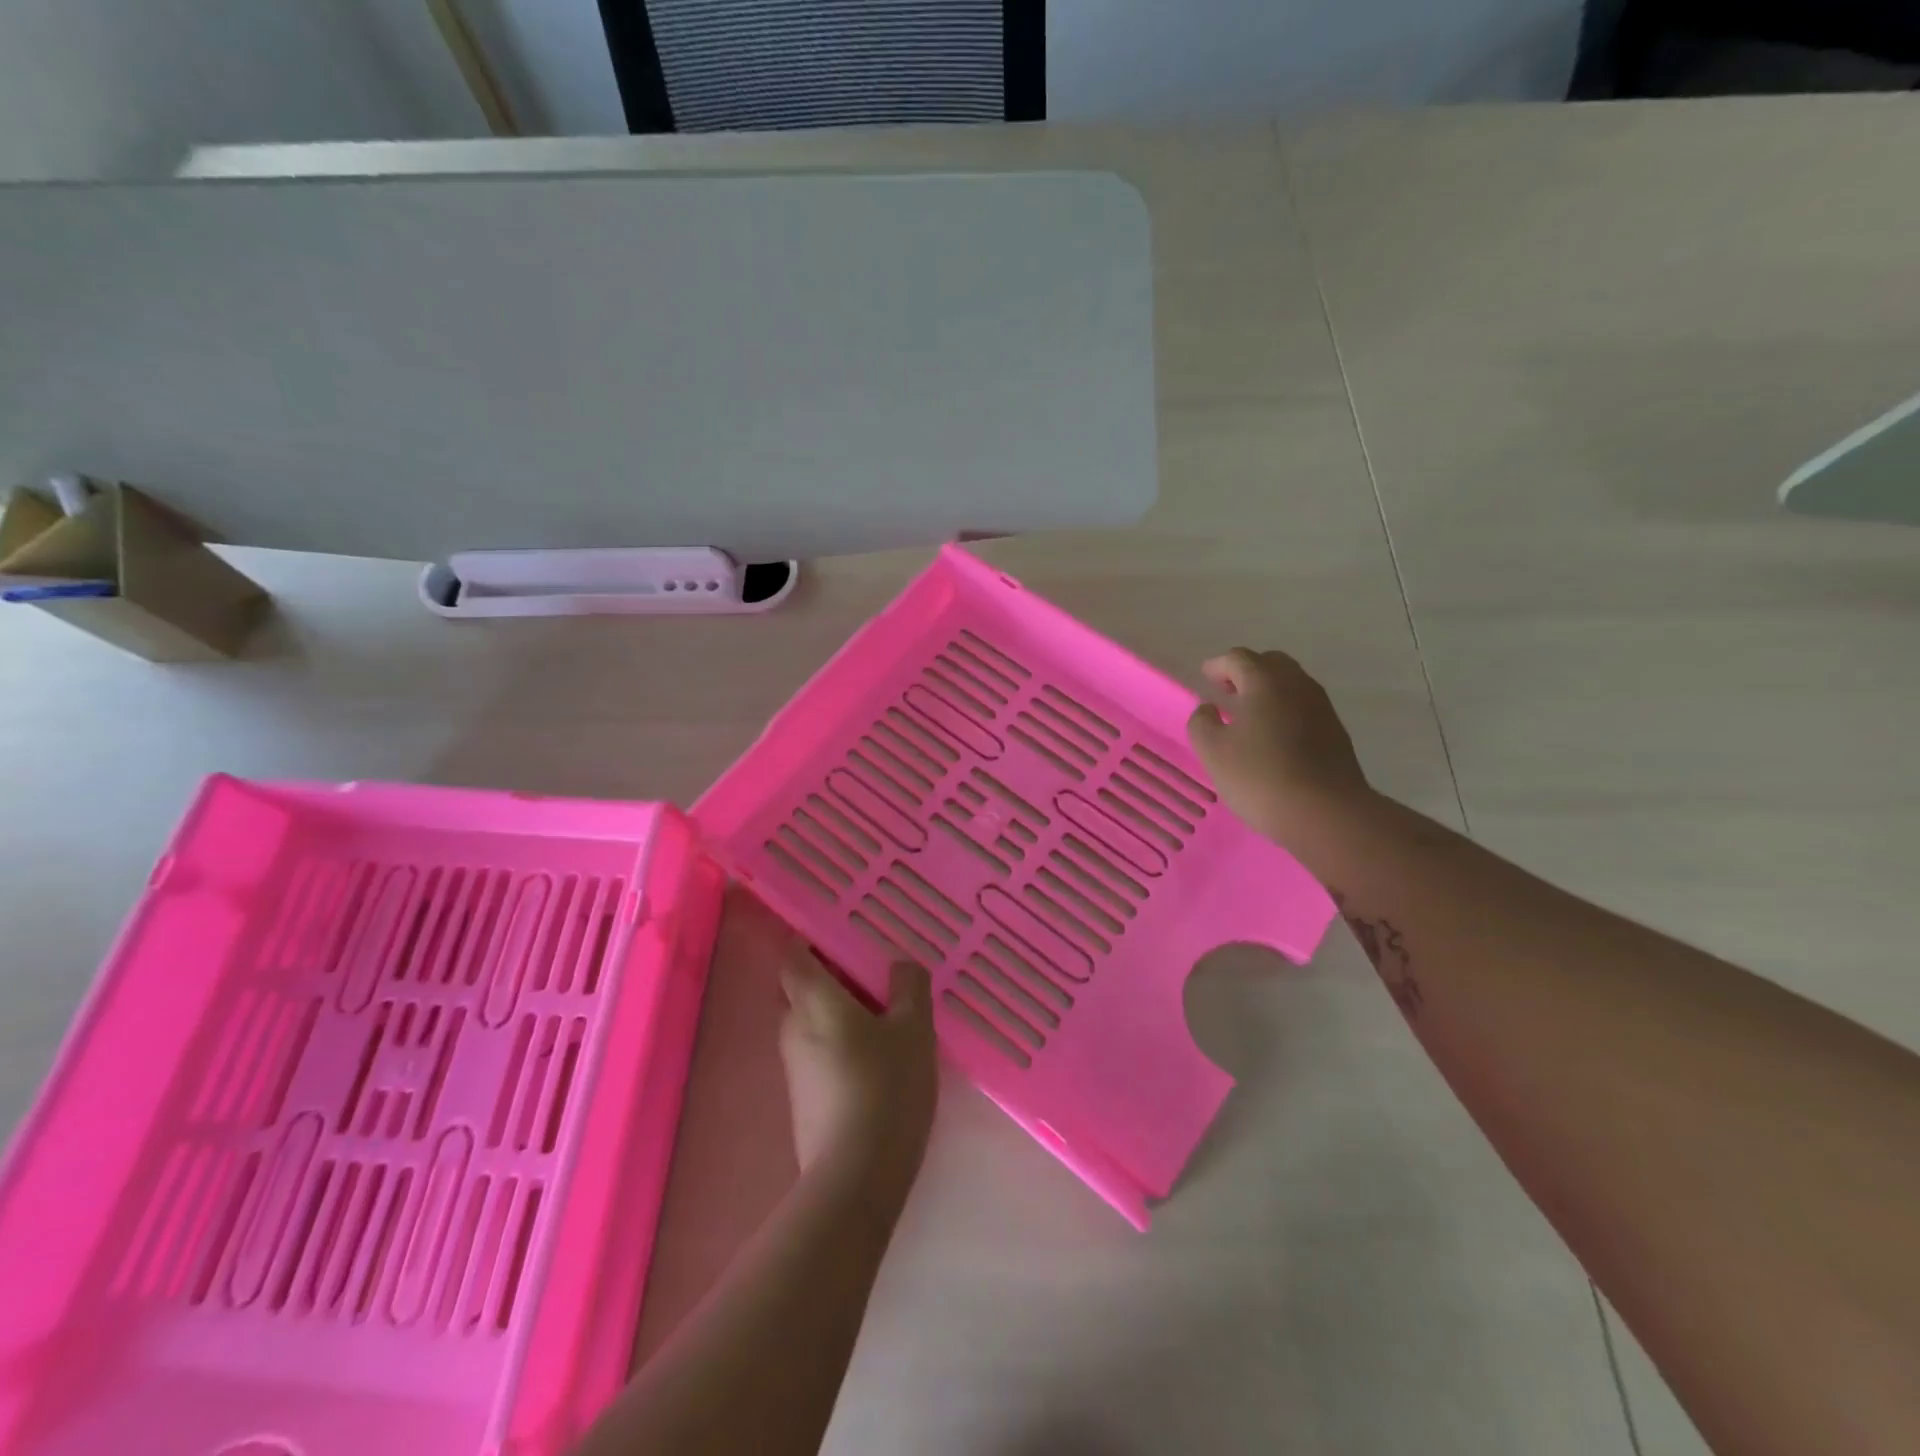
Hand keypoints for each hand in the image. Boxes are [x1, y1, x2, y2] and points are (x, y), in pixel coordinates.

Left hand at [778, 951, 937, 1183]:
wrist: (856, 1179)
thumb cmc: (886, 1088)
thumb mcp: (914, 1029)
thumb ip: (909, 987)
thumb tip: (899, 965)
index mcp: (813, 1001)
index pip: (794, 955)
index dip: (812, 940)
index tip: (844, 934)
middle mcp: (793, 1027)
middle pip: (801, 987)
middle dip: (832, 975)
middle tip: (875, 973)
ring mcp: (794, 1066)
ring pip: (811, 1020)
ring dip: (839, 1010)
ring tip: (885, 1012)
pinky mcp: (803, 1097)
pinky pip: (817, 1051)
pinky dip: (840, 1041)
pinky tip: (877, 1055)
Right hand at [1186, 648, 1371, 841]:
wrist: (1326, 813)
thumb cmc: (1260, 776)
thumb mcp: (1212, 751)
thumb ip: (1202, 722)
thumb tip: (1209, 708)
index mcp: (1264, 681)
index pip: (1237, 658)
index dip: (1217, 666)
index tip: (1205, 677)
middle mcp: (1297, 684)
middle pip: (1270, 664)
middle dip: (1246, 672)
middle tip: (1227, 691)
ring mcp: (1321, 707)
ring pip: (1291, 685)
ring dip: (1268, 691)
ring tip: (1248, 715)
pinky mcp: (1335, 732)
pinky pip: (1304, 707)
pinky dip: (1285, 710)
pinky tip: (1273, 736)